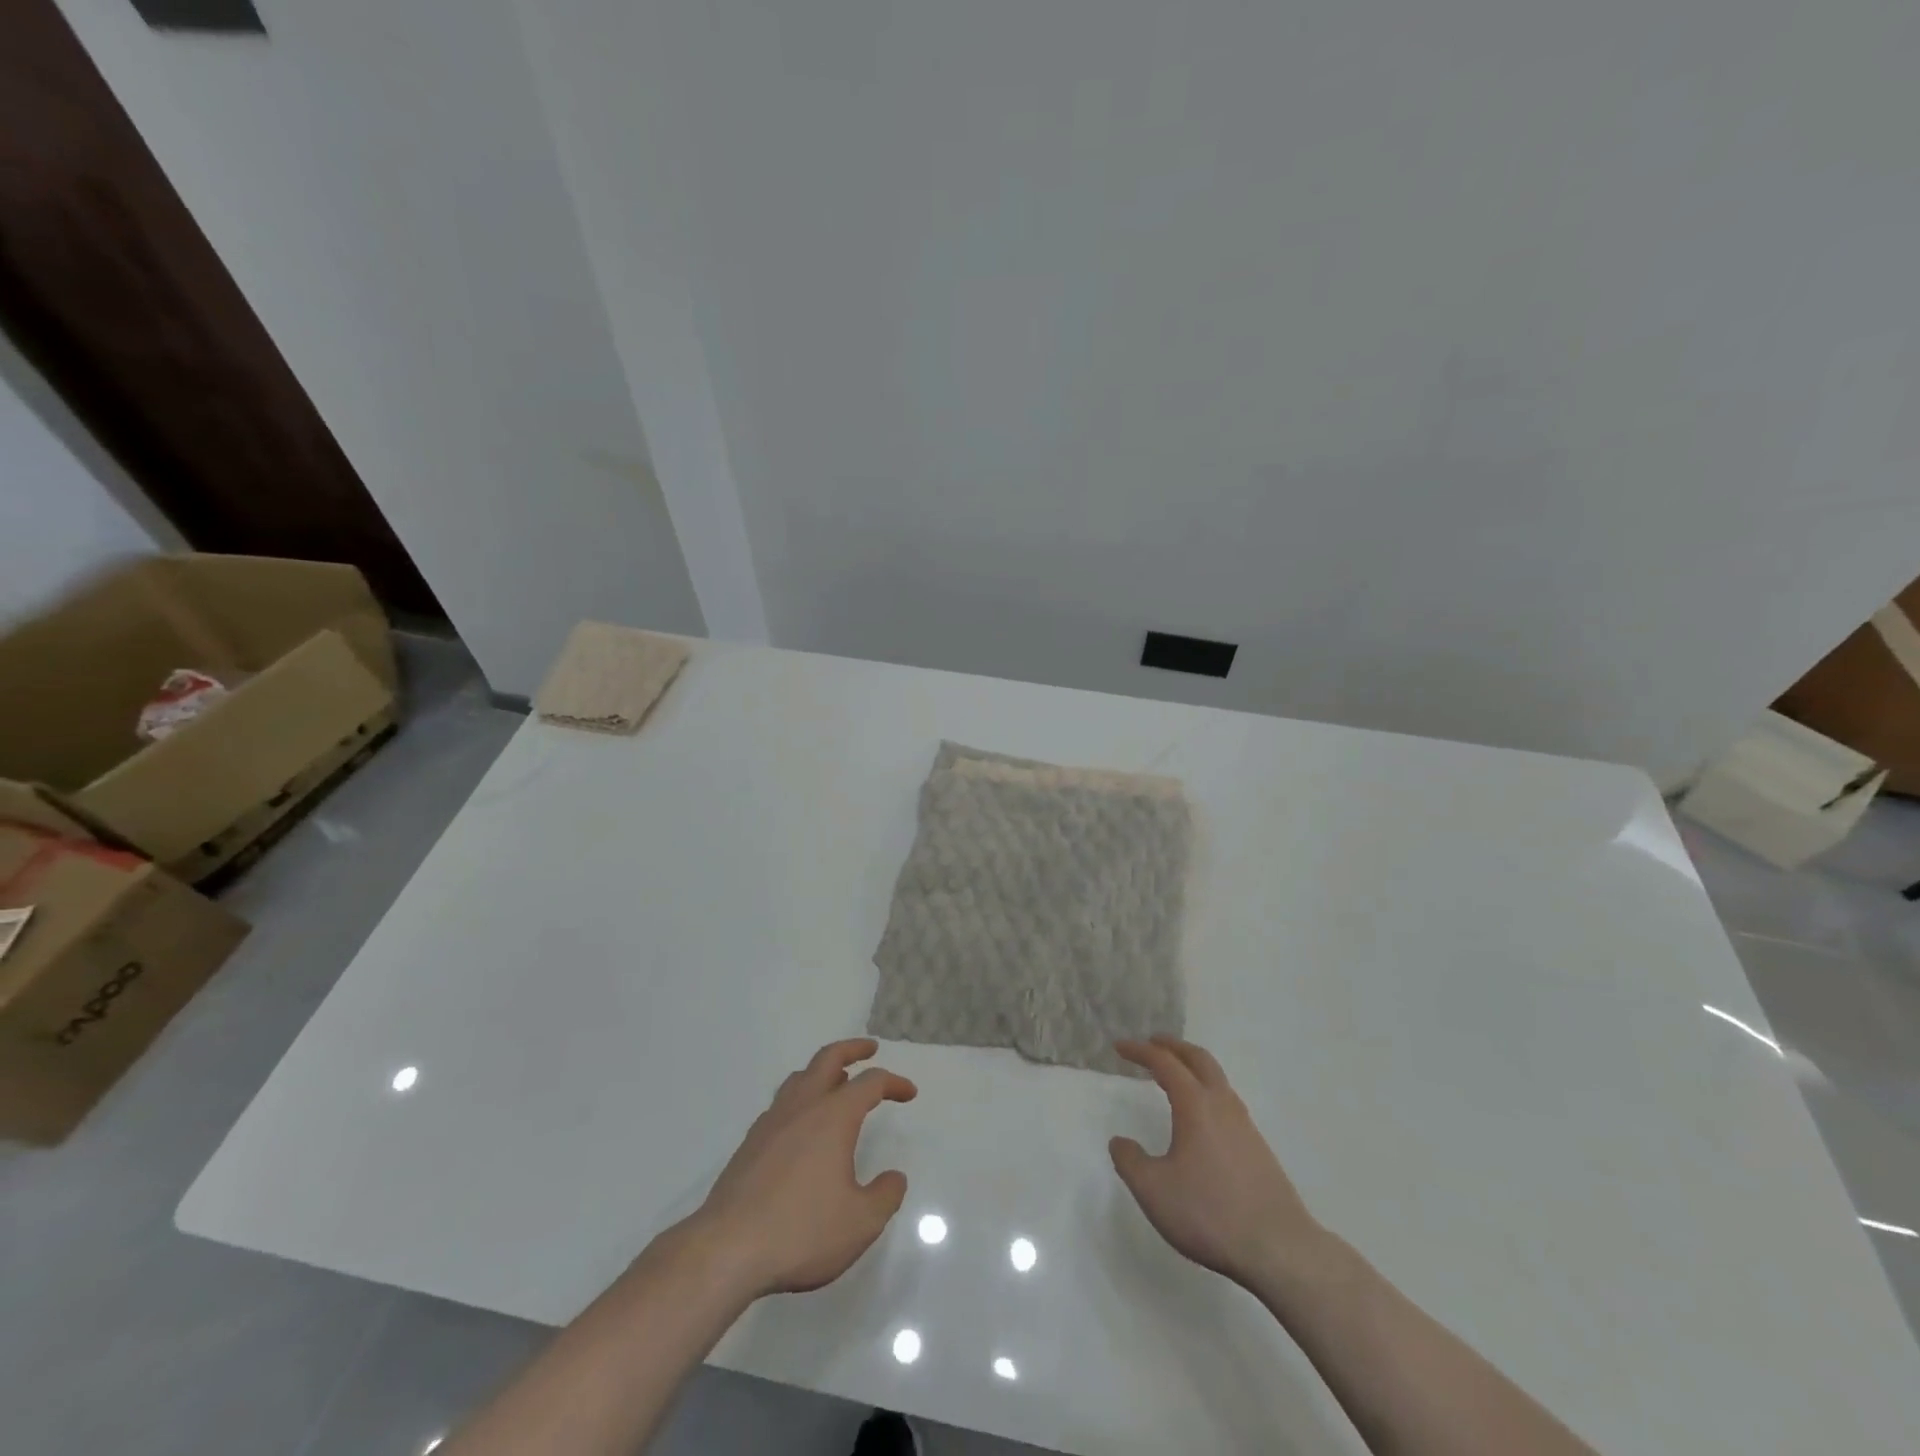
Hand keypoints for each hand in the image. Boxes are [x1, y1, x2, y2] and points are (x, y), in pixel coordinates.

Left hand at [693, 1038, 916, 1297]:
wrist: (727, 1250)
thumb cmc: (802, 1231)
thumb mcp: (861, 1222)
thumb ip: (885, 1196)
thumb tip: (894, 1178)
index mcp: (833, 1116)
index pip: (870, 1083)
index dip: (893, 1083)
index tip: (909, 1093)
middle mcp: (802, 1108)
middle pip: (828, 1059)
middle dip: (852, 1049)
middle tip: (869, 1049)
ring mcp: (771, 1123)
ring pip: (799, 1078)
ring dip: (822, 1072)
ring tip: (836, 1081)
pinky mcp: (750, 1145)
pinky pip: (781, 1105)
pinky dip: (800, 1099)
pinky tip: (802, 1126)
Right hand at [1110, 1036, 1326, 1289]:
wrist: (1279, 1249)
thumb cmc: (1209, 1213)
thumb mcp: (1153, 1190)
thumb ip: (1130, 1161)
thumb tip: (1120, 1142)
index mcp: (1195, 1104)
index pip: (1164, 1063)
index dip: (1140, 1051)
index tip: (1119, 1047)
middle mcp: (1222, 1105)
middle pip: (1198, 1059)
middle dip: (1173, 1047)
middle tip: (1152, 1043)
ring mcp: (1245, 1126)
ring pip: (1217, 1079)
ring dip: (1194, 1068)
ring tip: (1176, 1075)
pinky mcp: (1259, 1149)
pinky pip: (1227, 1102)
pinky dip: (1208, 1091)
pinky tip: (1202, 1117)